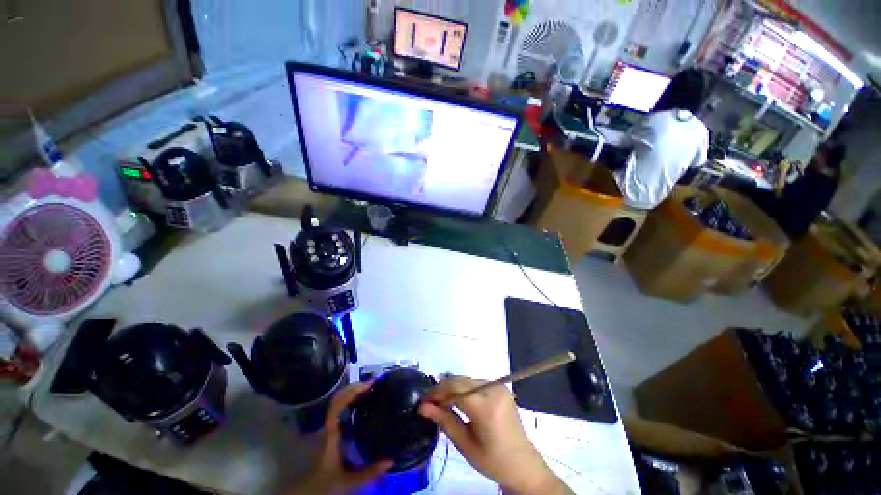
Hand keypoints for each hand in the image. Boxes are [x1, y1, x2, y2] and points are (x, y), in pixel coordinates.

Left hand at [290, 383, 392, 494]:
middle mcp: (326, 427)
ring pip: (336, 402)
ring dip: (351, 393)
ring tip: (368, 390)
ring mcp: (324, 428)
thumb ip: (369, 473)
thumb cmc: (324, 486)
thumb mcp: (348, 482)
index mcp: (330, 434)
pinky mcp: (326, 432)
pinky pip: (337, 410)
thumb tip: (391, 460)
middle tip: (372, 384)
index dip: (353, 391)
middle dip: (354, 387)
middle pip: (337, 398)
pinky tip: (359, 405)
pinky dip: (348, 402)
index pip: (338, 404)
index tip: (369, 385)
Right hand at [419, 376, 571, 494]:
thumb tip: (423, 407)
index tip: (423, 400)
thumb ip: (445, 421)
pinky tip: (458, 401)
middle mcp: (494, 389)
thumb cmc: (493, 460)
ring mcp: (499, 386)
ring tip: (441, 403)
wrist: (523, 464)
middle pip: (461, 380)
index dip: (437, 391)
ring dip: (452, 388)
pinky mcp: (500, 387)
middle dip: (443, 388)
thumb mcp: (466, 445)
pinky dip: (463, 389)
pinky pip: (475, 382)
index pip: (455, 388)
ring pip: (467, 379)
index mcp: (487, 407)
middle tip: (430, 402)